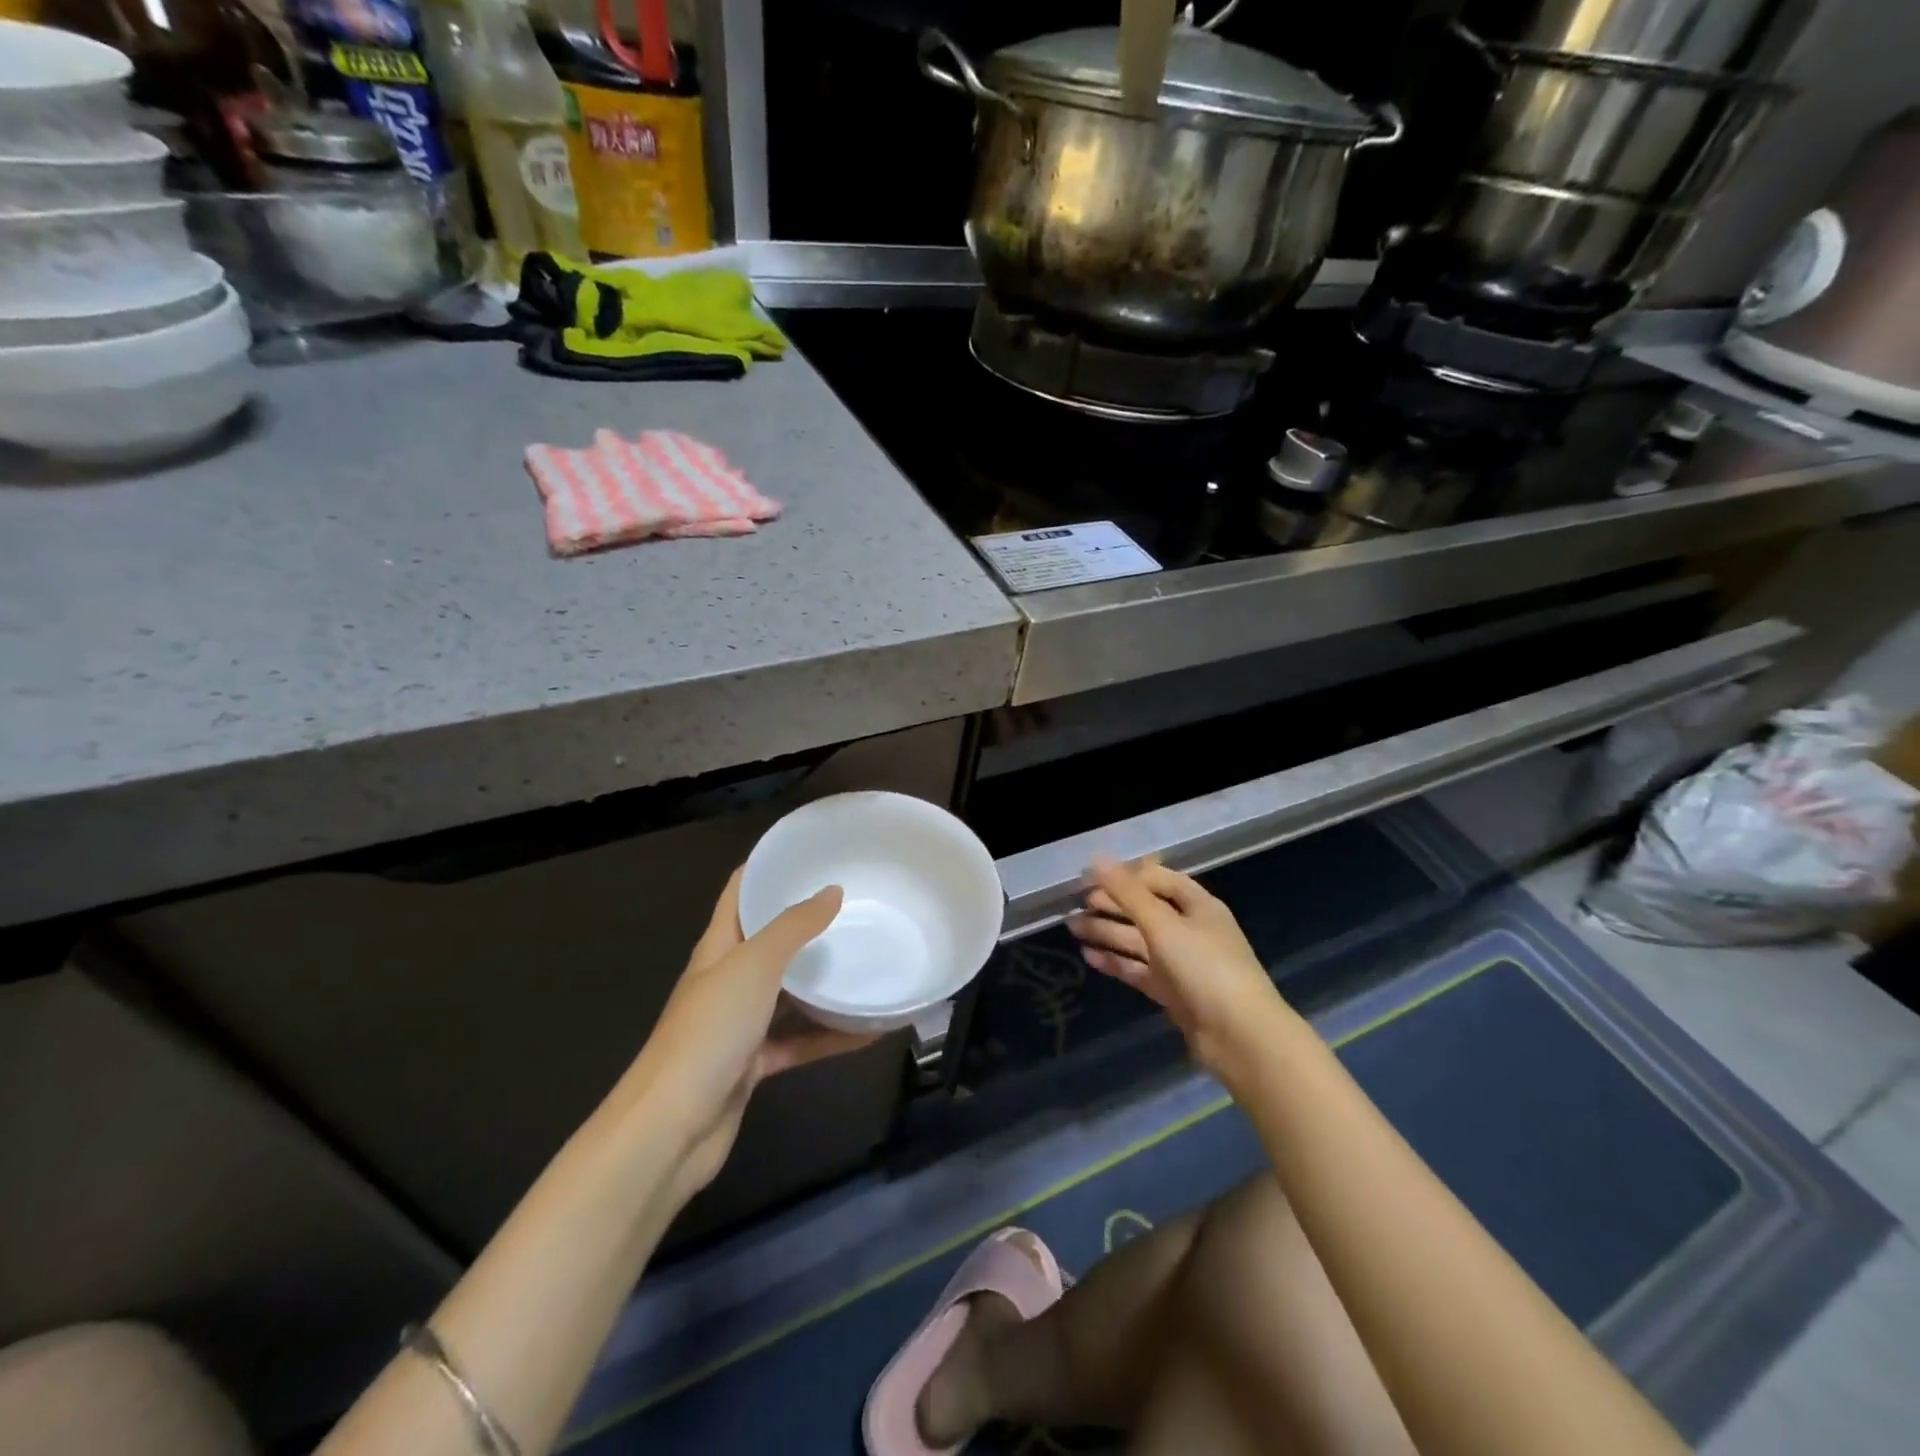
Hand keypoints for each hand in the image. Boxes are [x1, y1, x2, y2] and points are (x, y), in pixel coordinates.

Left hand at [619, 869, 876, 1210]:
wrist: (670, 1131)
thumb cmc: (709, 1032)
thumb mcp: (754, 966)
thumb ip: (793, 927)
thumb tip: (832, 891)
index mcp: (718, 947)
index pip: (740, 892)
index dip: (767, 866)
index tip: (810, 850)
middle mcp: (726, 980)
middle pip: (768, 940)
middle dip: (806, 922)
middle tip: (855, 903)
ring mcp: (739, 1024)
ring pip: (788, 993)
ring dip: (823, 982)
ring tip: (868, 959)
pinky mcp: (753, 1064)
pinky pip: (799, 1040)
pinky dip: (830, 1036)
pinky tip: (870, 1029)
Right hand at [1067, 856, 1289, 1081]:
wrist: (1240, 1036)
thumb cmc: (1205, 968)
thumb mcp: (1164, 924)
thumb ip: (1127, 892)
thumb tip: (1096, 859)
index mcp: (1197, 905)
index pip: (1157, 878)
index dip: (1124, 875)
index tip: (1089, 878)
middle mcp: (1190, 929)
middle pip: (1144, 909)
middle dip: (1111, 904)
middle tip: (1075, 903)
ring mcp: (1181, 962)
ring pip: (1138, 940)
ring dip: (1107, 932)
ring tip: (1072, 927)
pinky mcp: (1172, 991)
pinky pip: (1138, 969)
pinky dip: (1116, 961)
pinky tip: (1089, 956)